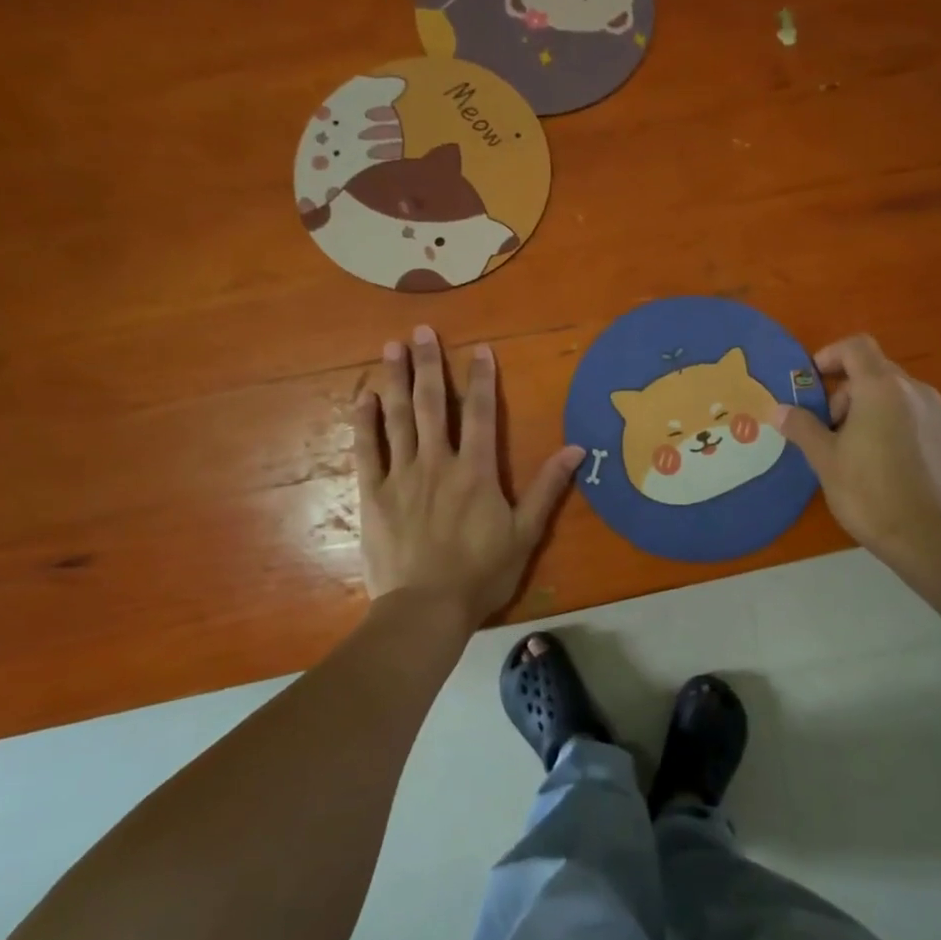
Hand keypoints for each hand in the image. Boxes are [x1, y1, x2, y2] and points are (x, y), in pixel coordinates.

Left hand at [354, 325, 584, 626]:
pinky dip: (365, 422)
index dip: (482, 380)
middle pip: (433, 404)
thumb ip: (547, 487)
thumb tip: (576, 449)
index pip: (482, 413)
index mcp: (475, 470)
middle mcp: (437, 462)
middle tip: (421, 331)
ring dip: (396, 380)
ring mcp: (401, 476)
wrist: (425, 608)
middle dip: (430, 365)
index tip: (479, 349)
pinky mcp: (373, 495)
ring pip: (398, 418)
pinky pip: (367, 451)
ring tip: (391, 347)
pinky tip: (364, 397)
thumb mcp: (525, 533)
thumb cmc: (481, 573)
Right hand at [770, 334, 940, 561]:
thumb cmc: (868, 492)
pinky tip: (890, 464)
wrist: (929, 537)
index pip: (856, 346)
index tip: (814, 381)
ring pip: (900, 397)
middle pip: (877, 372)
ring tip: (859, 449)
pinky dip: (900, 428)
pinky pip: (920, 420)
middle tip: (829, 429)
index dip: (831, 355)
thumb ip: (801, 427)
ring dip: (875, 410)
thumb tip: (778, 410)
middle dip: (848, 392)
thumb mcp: (825, 459)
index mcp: (881, 388)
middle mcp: (916, 391)